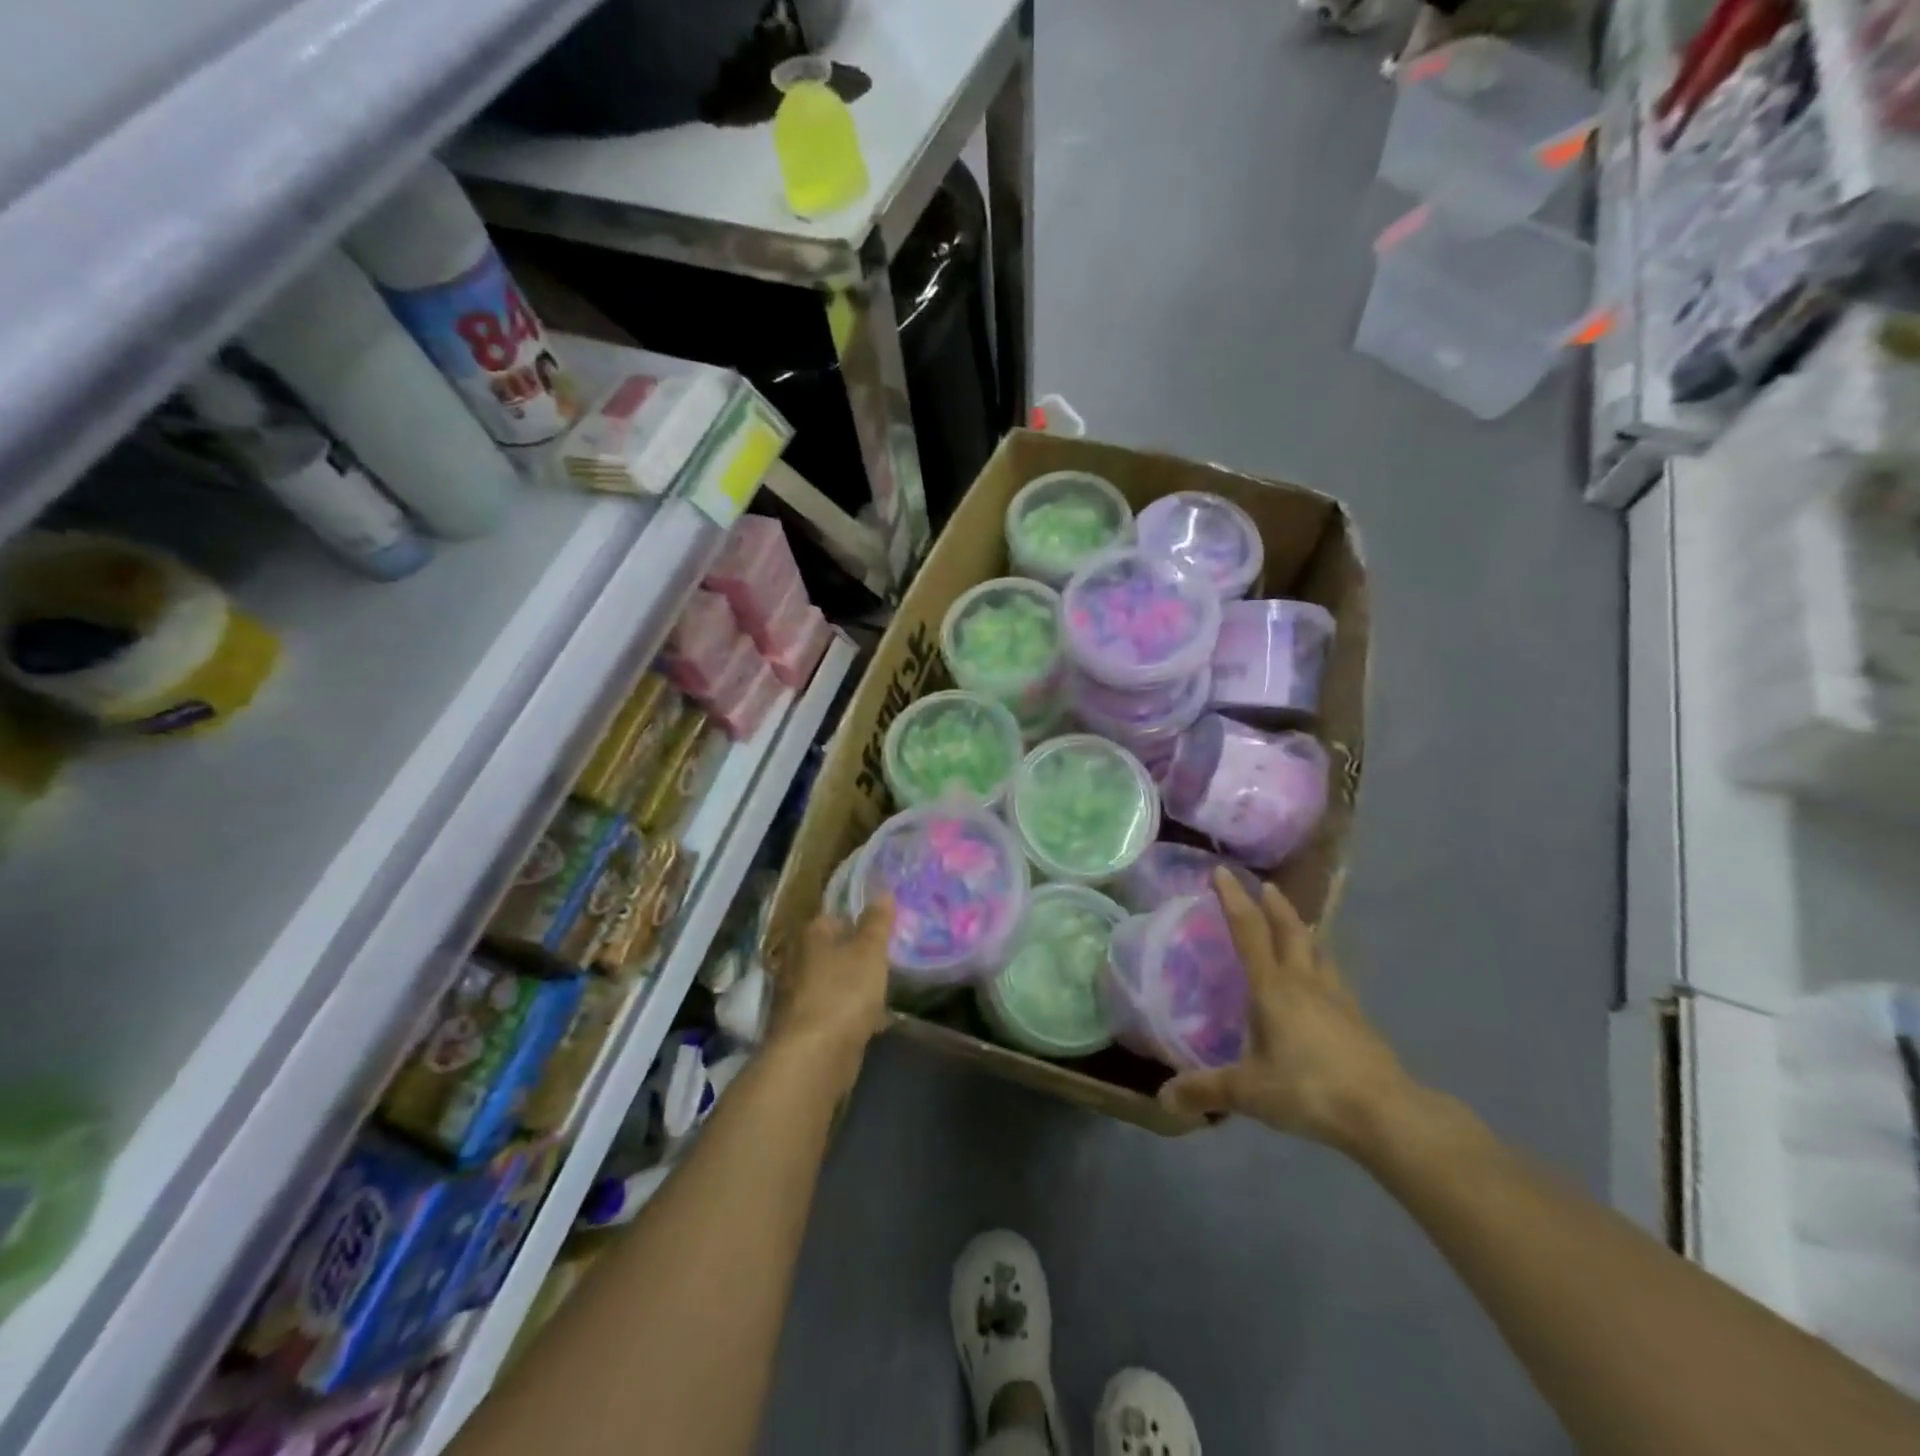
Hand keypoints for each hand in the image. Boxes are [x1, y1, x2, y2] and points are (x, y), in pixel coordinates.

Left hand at [769, 896, 893, 1081]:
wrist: (814, 1056)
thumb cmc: (844, 992)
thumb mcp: (870, 951)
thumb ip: (877, 922)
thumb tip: (883, 893)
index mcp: (810, 935)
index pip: (834, 918)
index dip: (858, 924)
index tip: (880, 936)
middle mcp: (796, 961)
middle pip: (830, 952)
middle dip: (854, 958)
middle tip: (882, 964)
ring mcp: (795, 997)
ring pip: (830, 983)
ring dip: (851, 988)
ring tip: (881, 993)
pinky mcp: (800, 1028)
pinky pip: (830, 1012)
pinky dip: (847, 1015)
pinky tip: (870, 1023)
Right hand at [1160, 870, 1420, 1151]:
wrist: (1386, 1114)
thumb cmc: (1310, 1089)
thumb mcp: (1250, 1092)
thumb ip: (1206, 1091)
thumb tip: (1163, 1098)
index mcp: (1273, 988)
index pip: (1249, 931)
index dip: (1234, 899)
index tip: (1223, 872)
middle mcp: (1305, 983)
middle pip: (1290, 931)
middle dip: (1274, 906)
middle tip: (1265, 887)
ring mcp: (1337, 999)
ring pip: (1318, 952)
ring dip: (1303, 932)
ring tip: (1296, 925)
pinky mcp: (1358, 1021)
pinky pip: (1334, 979)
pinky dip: (1322, 966)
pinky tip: (1323, 982)